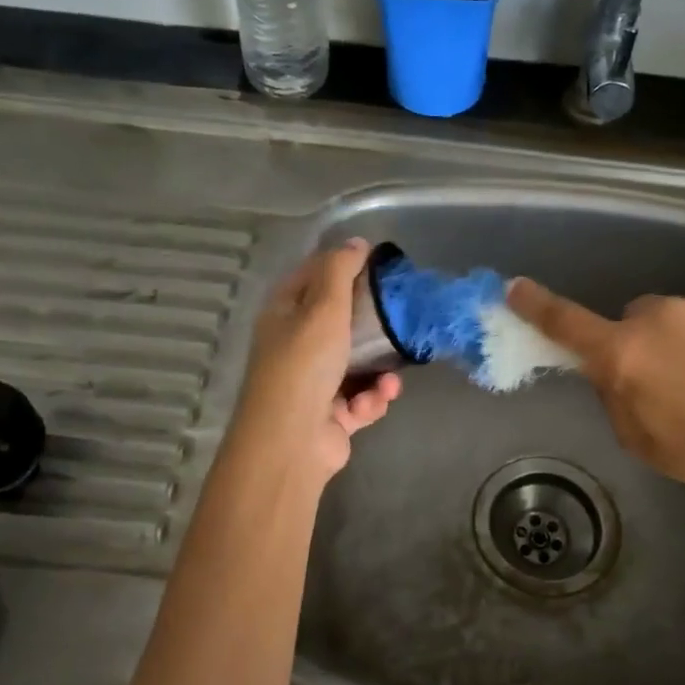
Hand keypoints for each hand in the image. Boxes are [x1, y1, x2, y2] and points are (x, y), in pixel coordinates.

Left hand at [233, 239, 400, 481]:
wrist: (292, 441)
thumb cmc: (305, 365)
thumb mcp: (323, 308)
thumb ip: (340, 270)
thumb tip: (357, 242)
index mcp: (284, 313)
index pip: (314, 275)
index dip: (344, 266)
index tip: (380, 266)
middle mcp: (296, 344)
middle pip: (341, 321)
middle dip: (373, 326)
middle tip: (400, 320)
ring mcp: (314, 381)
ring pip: (359, 363)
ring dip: (380, 371)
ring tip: (389, 381)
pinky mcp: (332, 414)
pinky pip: (362, 397)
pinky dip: (372, 399)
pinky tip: (374, 402)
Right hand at [507, 280, 684, 528]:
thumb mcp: (642, 441)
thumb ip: (614, 395)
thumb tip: (609, 368)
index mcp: (625, 354)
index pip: (566, 323)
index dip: (536, 306)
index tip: (514, 288)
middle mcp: (661, 316)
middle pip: (637, 317)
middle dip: (645, 341)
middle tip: (676, 380)